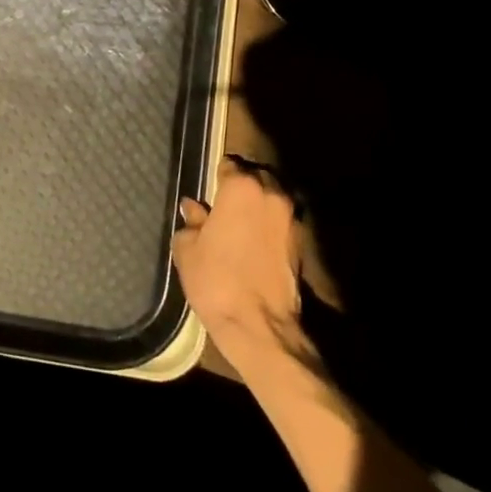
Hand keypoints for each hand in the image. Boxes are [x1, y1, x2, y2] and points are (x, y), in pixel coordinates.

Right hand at [173, 159, 306, 363]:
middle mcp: (271, 194)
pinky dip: (270, 225)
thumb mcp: (188, 250)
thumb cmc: (216, 280)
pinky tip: (256, 242)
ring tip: (242, 224)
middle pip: (256, 177)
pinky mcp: (302, 243)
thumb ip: (191, 222)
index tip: (209, 191)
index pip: (229, 166)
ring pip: (273, 197)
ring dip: (259, 204)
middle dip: (242, 186)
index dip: (217, 177)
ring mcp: (291, 218)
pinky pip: (282, 221)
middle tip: (224, 205)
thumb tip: (193, 208)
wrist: (260, 326)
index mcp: (242, 187)